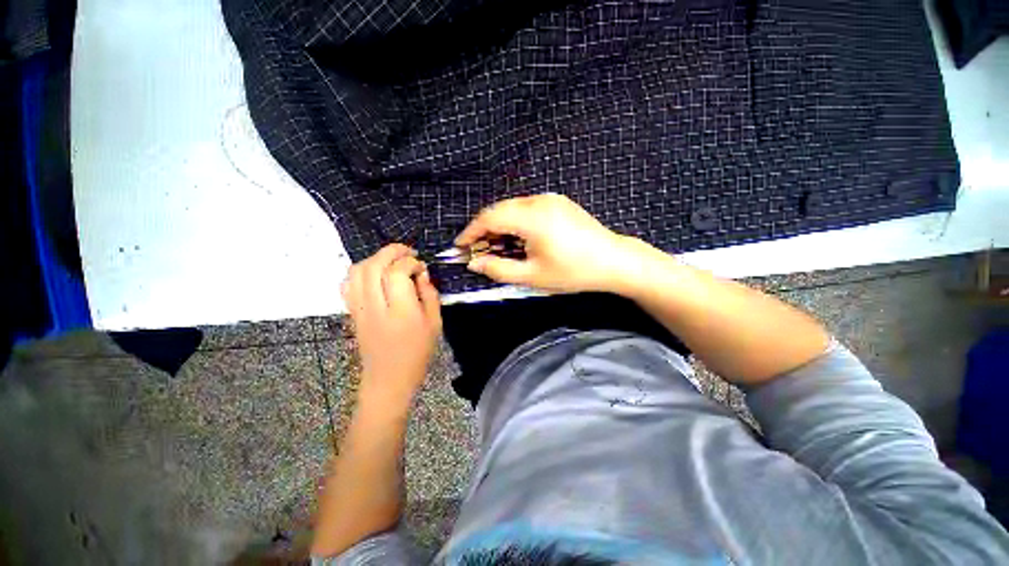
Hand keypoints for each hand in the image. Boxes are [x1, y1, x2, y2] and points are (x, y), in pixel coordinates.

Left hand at [342, 244, 441, 401]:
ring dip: (374, 259)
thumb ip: (430, 295)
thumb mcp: (435, 324)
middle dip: (391, 252)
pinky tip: (374, 274)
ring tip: (391, 260)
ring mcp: (359, 309)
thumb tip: (422, 273)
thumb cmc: (417, 353)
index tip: (421, 266)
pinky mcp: (352, 313)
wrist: (388, 379)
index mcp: (401, 312)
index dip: (410, 262)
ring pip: (357, 271)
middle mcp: (376, 307)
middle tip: (407, 252)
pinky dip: (360, 271)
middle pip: (374, 266)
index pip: (397, 273)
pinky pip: (348, 284)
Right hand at [456, 193, 647, 293]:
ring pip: (513, 207)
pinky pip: (528, 208)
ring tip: (496, 246)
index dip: (471, 231)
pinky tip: (517, 238)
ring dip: (500, 225)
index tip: (460, 246)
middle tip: (477, 249)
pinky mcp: (559, 202)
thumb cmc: (573, 272)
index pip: (490, 217)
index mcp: (532, 217)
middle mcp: (539, 201)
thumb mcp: (533, 276)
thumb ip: (499, 269)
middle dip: (484, 229)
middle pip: (500, 209)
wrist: (613, 260)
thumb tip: (474, 263)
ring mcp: (551, 199)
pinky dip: (515, 221)